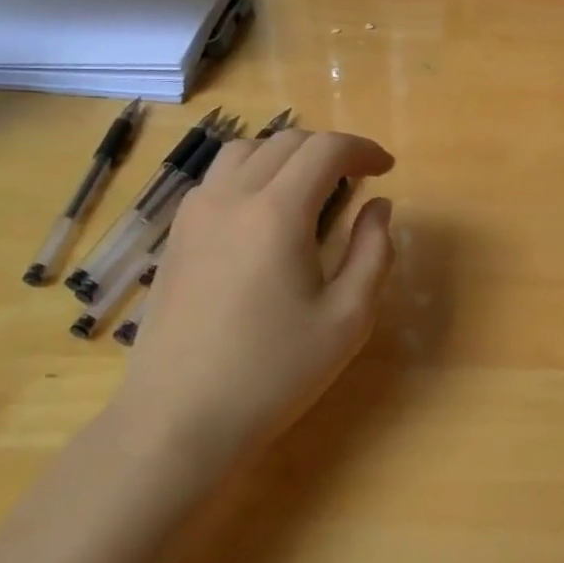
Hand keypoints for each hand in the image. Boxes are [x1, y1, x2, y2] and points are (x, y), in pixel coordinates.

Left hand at [113, 129, 395, 475]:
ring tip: (311, 188)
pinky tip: (265, 214)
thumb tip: (378, 207)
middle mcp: (231, 198)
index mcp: (277, 213)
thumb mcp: (348, 318)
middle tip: (357, 180)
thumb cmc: (273, 372)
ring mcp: (195, 214)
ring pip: (245, 151)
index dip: (363, 149)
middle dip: (330, 149)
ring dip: (287, 155)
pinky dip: (252, 173)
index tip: (386, 169)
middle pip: (286, 142)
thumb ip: (373, 252)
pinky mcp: (177, 236)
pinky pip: (218, 178)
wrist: (178, 420)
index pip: (326, 149)